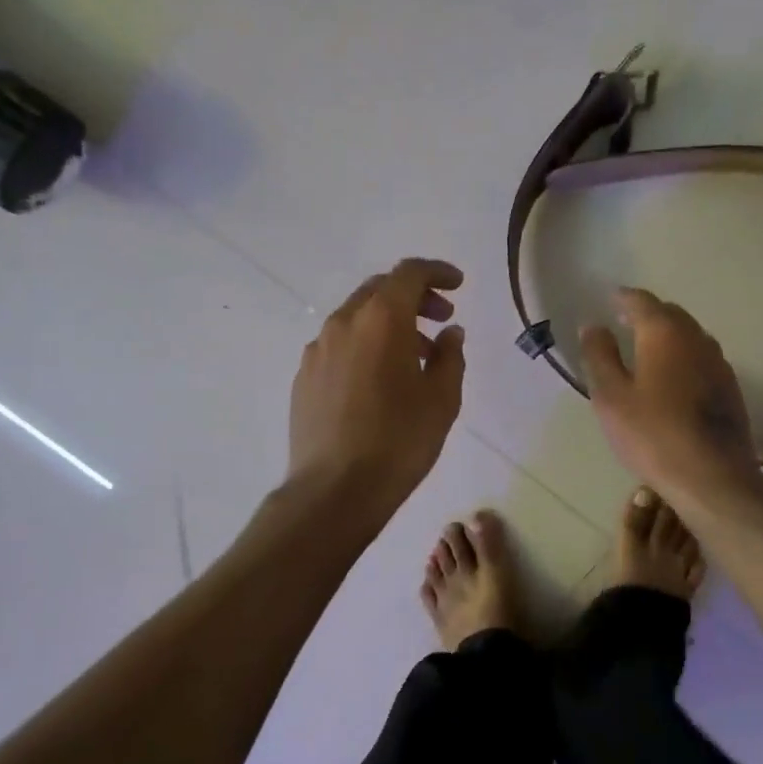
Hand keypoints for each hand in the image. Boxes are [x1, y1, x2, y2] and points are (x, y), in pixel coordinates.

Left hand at [288, 258, 466, 516]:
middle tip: (441, 319)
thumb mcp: (442, 399)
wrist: (335, 490)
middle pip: (380, 290)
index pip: (409, 273)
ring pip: (358, 318)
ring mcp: (317, 350)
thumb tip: (449, 333)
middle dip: (414, 297)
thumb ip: (449, 355)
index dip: (437, 272)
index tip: (458, 286)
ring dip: (390, 324)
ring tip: (415, 357)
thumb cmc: (399, 441)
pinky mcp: (304, 377)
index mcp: (381, 320)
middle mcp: (343, 323)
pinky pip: (340, 345)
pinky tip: (379, 381)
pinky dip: (365, 346)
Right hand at [580, 287, 762, 504]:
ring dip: (668, 335)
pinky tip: (673, 377)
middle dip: (647, 314)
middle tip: (625, 321)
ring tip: (647, 347)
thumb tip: (593, 325)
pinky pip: (701, 358)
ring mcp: (718, 363)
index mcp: (664, 333)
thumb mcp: (611, 396)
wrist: (712, 476)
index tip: (609, 299)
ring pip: (690, 336)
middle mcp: (696, 338)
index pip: (641, 301)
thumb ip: (599, 355)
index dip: (623, 298)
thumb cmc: (652, 434)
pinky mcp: (730, 388)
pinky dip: (683, 356)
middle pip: (670, 314)